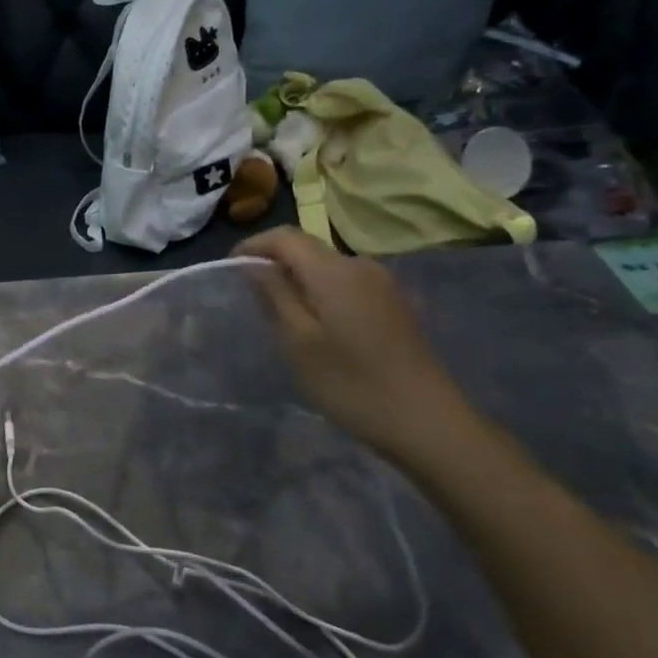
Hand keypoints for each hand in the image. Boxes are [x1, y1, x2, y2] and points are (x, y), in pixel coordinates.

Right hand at [233, 227, 475, 461]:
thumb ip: (274, 295)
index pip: (285, 237)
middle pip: (308, 249)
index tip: (230, 269)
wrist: (426, 421)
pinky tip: (319, 327)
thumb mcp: (298, 342)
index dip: (253, 246)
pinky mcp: (395, 303)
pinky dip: (323, 294)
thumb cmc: (351, 383)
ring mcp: (383, 284)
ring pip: (327, 268)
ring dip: (300, 281)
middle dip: (276, 264)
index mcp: (334, 271)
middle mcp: (361, 265)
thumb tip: (253, 264)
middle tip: (252, 299)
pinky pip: (347, 284)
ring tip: (282, 317)